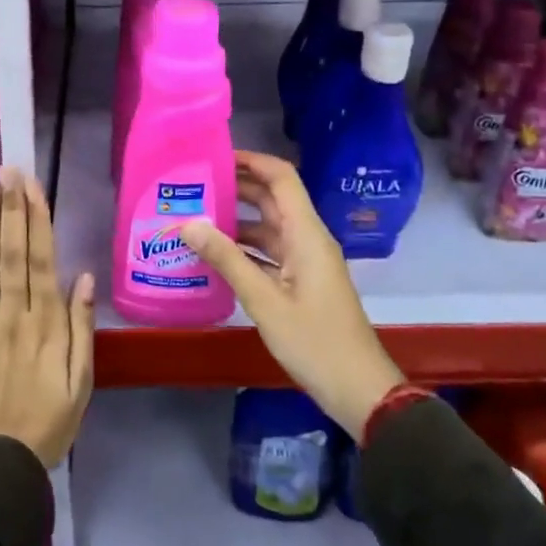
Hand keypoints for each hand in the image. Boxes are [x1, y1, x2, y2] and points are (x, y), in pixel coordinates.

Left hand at [0, 168, 95, 466]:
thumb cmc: (49, 422)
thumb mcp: (82, 382)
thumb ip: (82, 328)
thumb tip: (84, 277)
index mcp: (47, 324)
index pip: (42, 259)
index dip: (37, 219)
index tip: (33, 186)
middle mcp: (14, 314)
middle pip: (13, 252)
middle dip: (12, 208)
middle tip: (9, 170)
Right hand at [181, 151, 402, 439]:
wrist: (357, 389)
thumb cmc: (315, 342)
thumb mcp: (264, 301)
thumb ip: (226, 260)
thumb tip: (188, 224)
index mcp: (306, 233)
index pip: (281, 178)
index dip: (251, 160)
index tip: (214, 156)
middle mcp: (307, 239)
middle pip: (271, 199)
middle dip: (235, 187)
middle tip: (192, 184)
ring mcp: (305, 261)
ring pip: (267, 227)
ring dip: (235, 219)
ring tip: (193, 216)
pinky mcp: (301, 282)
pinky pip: (269, 252)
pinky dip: (243, 248)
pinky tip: (212, 254)